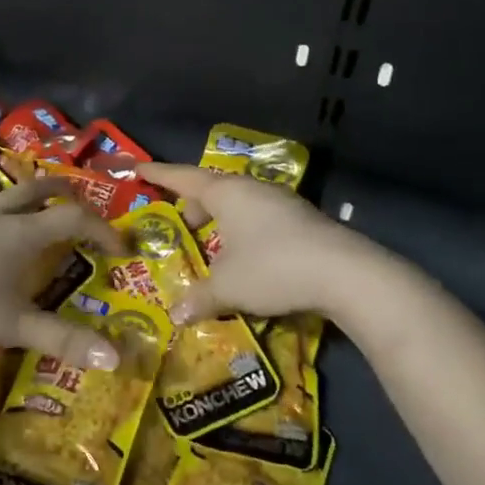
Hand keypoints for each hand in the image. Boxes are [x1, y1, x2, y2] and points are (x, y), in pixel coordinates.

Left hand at [0, 174, 127, 367]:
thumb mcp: (15, 325)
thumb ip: (62, 340)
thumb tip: (114, 358)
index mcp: (24, 234)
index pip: (75, 218)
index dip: (103, 229)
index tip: (121, 249)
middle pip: (37, 190)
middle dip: (64, 193)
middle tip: (80, 204)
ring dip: (18, 186)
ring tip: (28, 191)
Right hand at [139, 162, 362, 321]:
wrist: (346, 274)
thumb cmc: (273, 268)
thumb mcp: (228, 287)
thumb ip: (199, 298)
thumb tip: (176, 315)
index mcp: (227, 193)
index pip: (183, 178)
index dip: (158, 175)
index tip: (138, 169)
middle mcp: (253, 190)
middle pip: (213, 190)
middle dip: (193, 205)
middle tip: (180, 224)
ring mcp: (282, 203)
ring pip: (239, 205)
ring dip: (221, 221)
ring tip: (212, 246)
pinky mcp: (302, 221)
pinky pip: (259, 219)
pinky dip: (243, 232)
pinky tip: (245, 258)